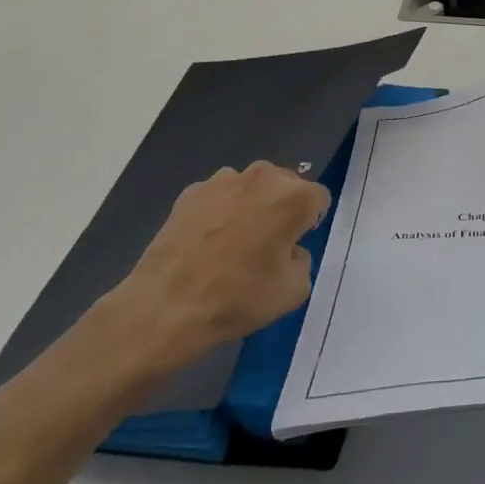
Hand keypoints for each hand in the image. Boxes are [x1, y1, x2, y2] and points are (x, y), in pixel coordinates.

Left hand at [109, 162, 330, 370]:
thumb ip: (302, 258)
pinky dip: (221, 212)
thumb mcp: (296, 289)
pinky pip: (220, 197)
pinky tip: (208, 243)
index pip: (319, 198)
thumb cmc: (239, 297)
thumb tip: (287, 248)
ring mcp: (222, 180)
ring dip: (253, 206)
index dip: (311, 223)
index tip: (295, 246)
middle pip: (286, 185)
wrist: (165, 306)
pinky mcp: (190, 192)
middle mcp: (262, 177)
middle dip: (283, 208)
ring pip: (252, 188)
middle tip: (268, 244)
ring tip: (234, 243)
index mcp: (294, 196)